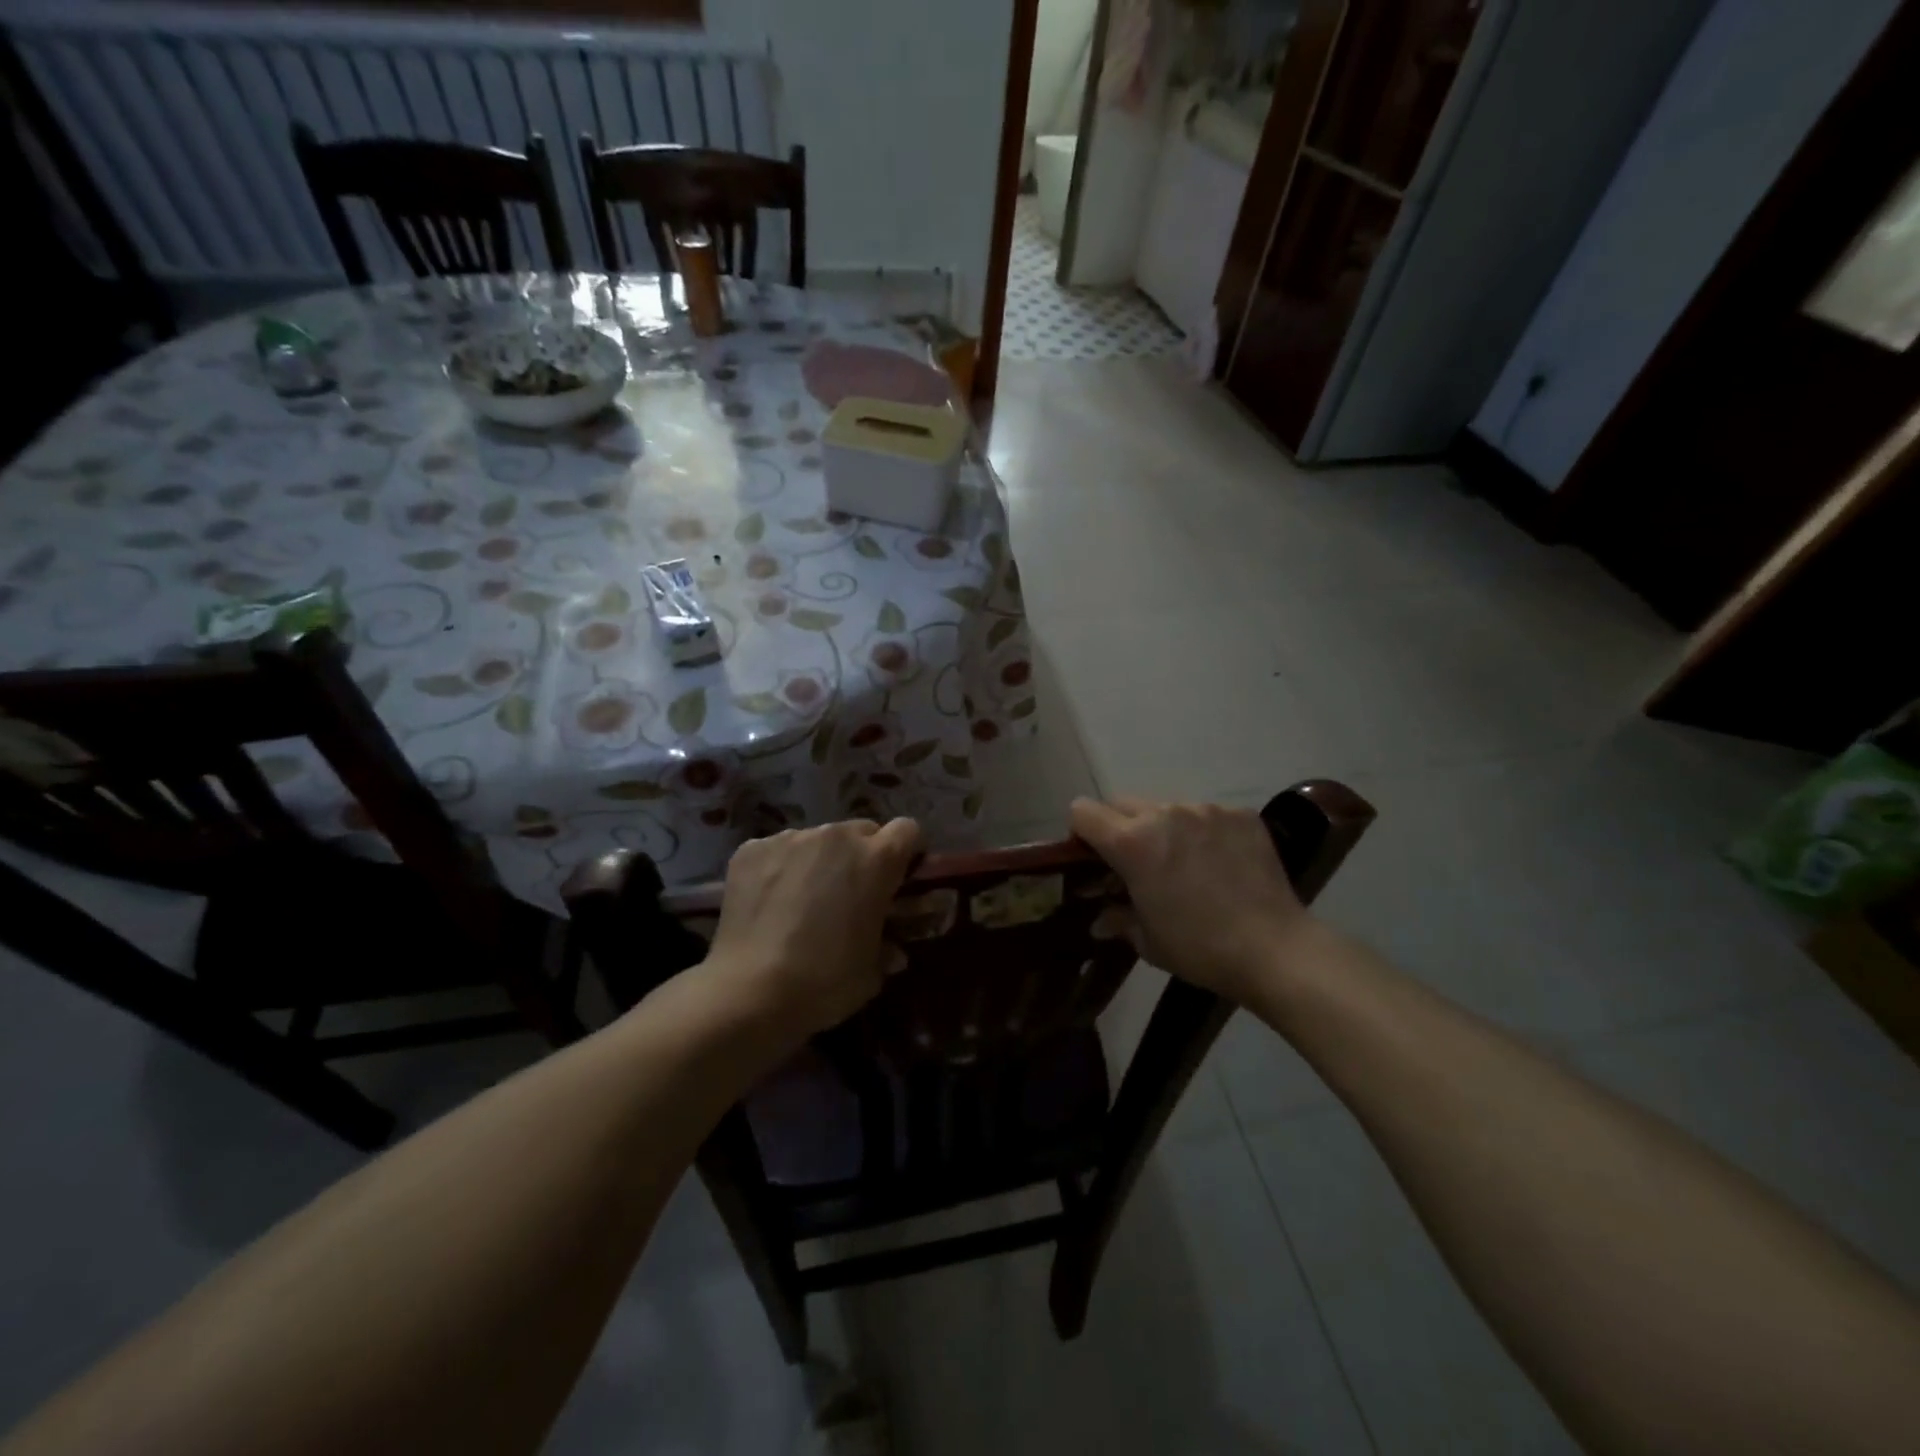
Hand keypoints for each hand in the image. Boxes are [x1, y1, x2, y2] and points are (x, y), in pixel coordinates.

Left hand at [702, 818, 922, 1037]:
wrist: (750, 992)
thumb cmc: (825, 982)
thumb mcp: (872, 971)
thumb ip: (888, 947)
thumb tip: (893, 950)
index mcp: (877, 859)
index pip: (907, 830)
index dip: (906, 853)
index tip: (898, 878)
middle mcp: (837, 836)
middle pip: (861, 831)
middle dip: (862, 856)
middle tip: (850, 894)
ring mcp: (790, 838)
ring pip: (817, 839)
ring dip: (820, 860)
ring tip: (802, 900)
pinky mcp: (751, 849)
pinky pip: (777, 850)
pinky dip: (779, 869)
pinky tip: (769, 903)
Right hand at [1070, 797, 1308, 1002]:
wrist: (1275, 950)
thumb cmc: (1199, 948)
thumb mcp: (1147, 941)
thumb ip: (1117, 919)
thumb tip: (1101, 920)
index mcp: (1132, 842)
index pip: (1083, 811)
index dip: (1081, 833)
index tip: (1094, 859)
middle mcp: (1164, 814)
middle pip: (1122, 803)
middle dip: (1120, 828)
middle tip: (1137, 864)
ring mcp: (1206, 810)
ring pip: (1167, 808)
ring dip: (1164, 829)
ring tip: (1185, 865)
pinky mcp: (1241, 815)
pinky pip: (1208, 815)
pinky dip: (1204, 833)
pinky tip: (1221, 864)